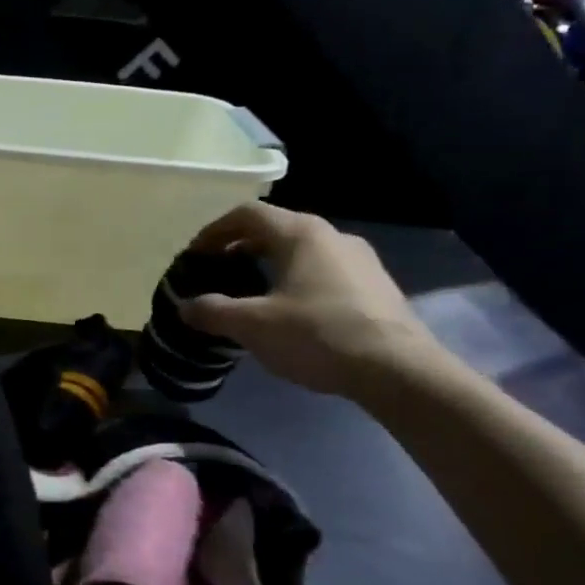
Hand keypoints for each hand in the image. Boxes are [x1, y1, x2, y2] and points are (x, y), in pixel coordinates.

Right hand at [179, 202, 440, 397]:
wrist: (399, 370)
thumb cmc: (318, 334)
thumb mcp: (253, 325)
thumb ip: (213, 311)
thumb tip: (185, 306)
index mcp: (301, 233)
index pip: (247, 214)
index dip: (214, 231)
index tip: (195, 255)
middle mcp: (332, 235)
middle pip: (276, 229)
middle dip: (240, 246)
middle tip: (218, 271)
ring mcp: (361, 259)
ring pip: (302, 251)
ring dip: (270, 264)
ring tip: (252, 292)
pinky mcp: (376, 286)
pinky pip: (324, 271)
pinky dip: (297, 280)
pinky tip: (292, 312)